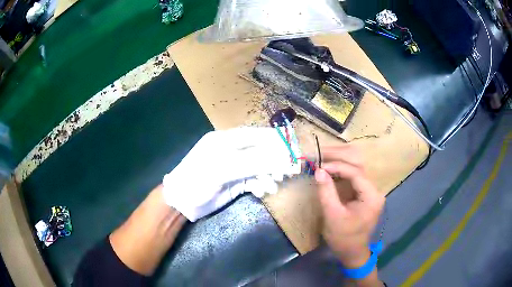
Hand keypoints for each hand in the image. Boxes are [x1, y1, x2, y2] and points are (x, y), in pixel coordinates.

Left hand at [162, 127, 300, 221]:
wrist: (181, 202)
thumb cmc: (197, 180)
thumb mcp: (223, 168)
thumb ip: (253, 161)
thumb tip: (283, 155)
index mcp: (228, 139)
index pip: (259, 135)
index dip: (278, 141)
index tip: (295, 149)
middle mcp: (233, 150)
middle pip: (262, 151)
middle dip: (276, 161)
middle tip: (288, 171)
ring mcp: (235, 166)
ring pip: (261, 166)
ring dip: (269, 175)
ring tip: (273, 185)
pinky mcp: (236, 181)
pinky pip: (255, 180)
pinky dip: (261, 185)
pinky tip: (262, 191)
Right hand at [315, 146, 384, 267]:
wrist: (352, 252)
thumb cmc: (343, 238)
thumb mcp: (333, 216)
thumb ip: (326, 192)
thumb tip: (318, 170)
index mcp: (372, 196)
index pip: (356, 172)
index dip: (337, 166)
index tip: (319, 166)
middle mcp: (374, 188)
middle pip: (359, 163)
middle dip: (338, 155)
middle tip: (319, 153)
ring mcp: (369, 189)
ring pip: (356, 165)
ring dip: (339, 159)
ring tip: (321, 156)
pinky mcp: (363, 191)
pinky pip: (352, 174)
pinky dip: (340, 169)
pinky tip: (328, 167)